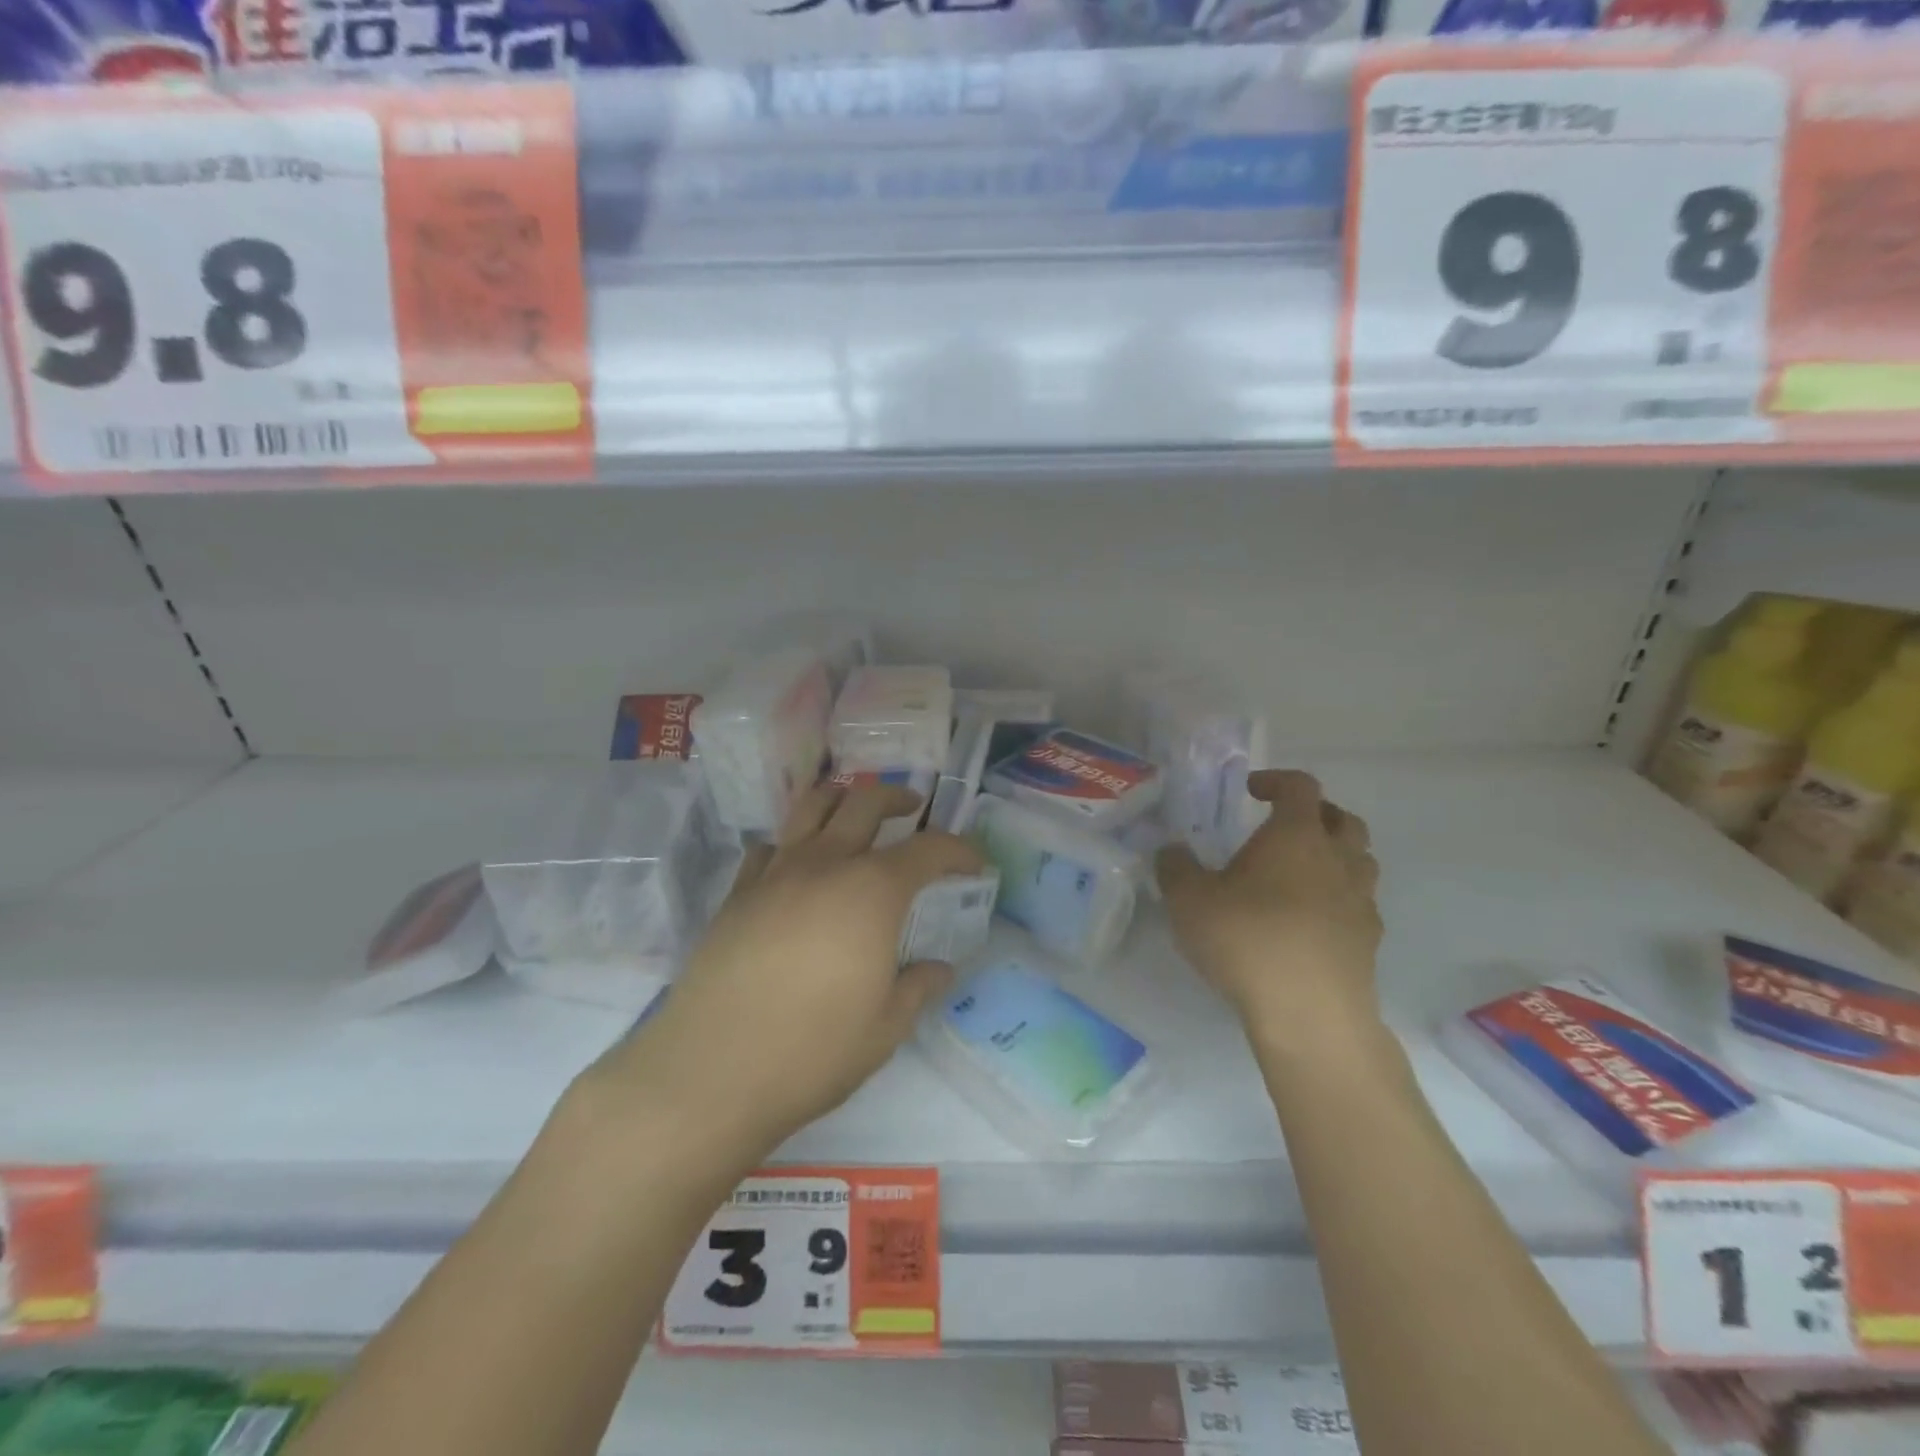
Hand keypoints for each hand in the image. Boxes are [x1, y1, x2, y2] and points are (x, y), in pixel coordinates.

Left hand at [584, 784, 984, 1169]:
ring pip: (811, 806)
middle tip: (914, 810)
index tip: (973, 862)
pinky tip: (799, 867)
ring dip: (842, 799)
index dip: (958, 849)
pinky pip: (771, 845)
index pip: (928, 848)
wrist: (713, 1071)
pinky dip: (793, 841)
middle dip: (898, 799)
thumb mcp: (886, 1027)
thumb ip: (919, 986)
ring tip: (855, 813)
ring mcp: (776, 872)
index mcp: (872, 891)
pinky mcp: (738, 892)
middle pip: (865, 802)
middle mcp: (825, 864)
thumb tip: (940, 968)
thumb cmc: (813, 1051)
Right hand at [1157, 770, 1383, 1056]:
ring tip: (1299, 874)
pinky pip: (1359, 904)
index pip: (1300, 786)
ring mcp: (1360, 900)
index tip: (1251, 791)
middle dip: (1315, 815)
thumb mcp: (1188, 899)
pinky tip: (1310, 921)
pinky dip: (1339, 899)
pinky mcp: (1369, 940)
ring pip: (1359, 860)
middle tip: (1282, 829)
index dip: (1276, 780)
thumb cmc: (1247, 939)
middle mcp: (1337, 858)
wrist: (1309, 1012)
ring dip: (1334, 856)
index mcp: (1296, 835)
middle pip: (1343, 819)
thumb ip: (1175, 867)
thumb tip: (1172, 851)